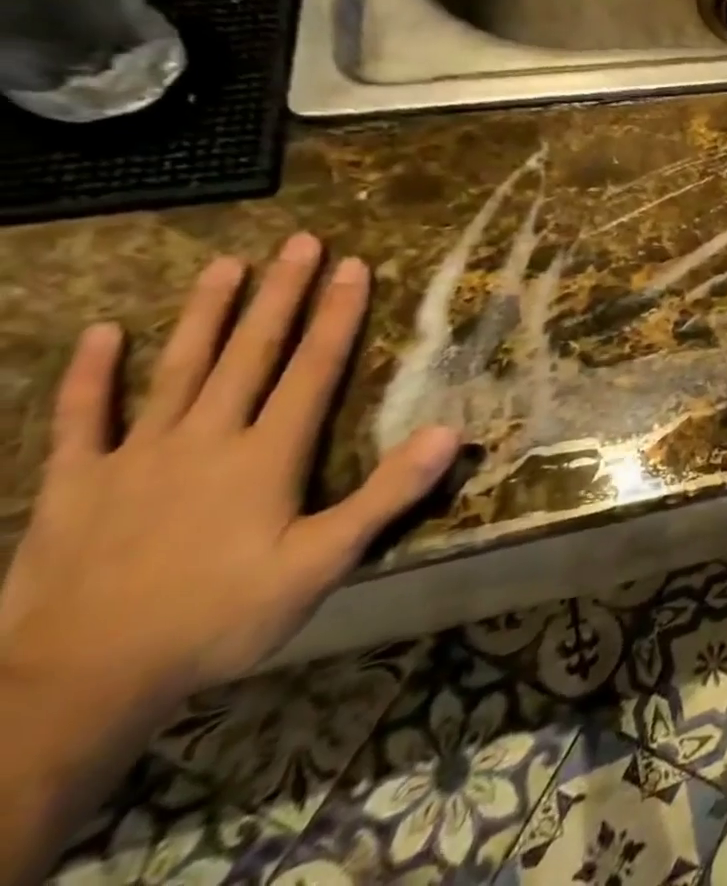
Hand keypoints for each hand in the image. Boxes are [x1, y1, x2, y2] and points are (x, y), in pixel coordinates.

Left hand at [0, 235, 461, 721]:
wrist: (77, 685)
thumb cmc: (218, 619)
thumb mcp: (321, 564)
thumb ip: (386, 494)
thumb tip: (450, 431)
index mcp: (265, 454)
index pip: (313, 368)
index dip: (338, 314)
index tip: (354, 266)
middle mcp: (206, 437)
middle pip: (252, 352)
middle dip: (281, 293)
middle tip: (299, 241)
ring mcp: (135, 456)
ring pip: (179, 368)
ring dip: (206, 313)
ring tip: (225, 263)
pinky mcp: (75, 484)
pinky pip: (81, 418)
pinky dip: (91, 374)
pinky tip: (105, 333)